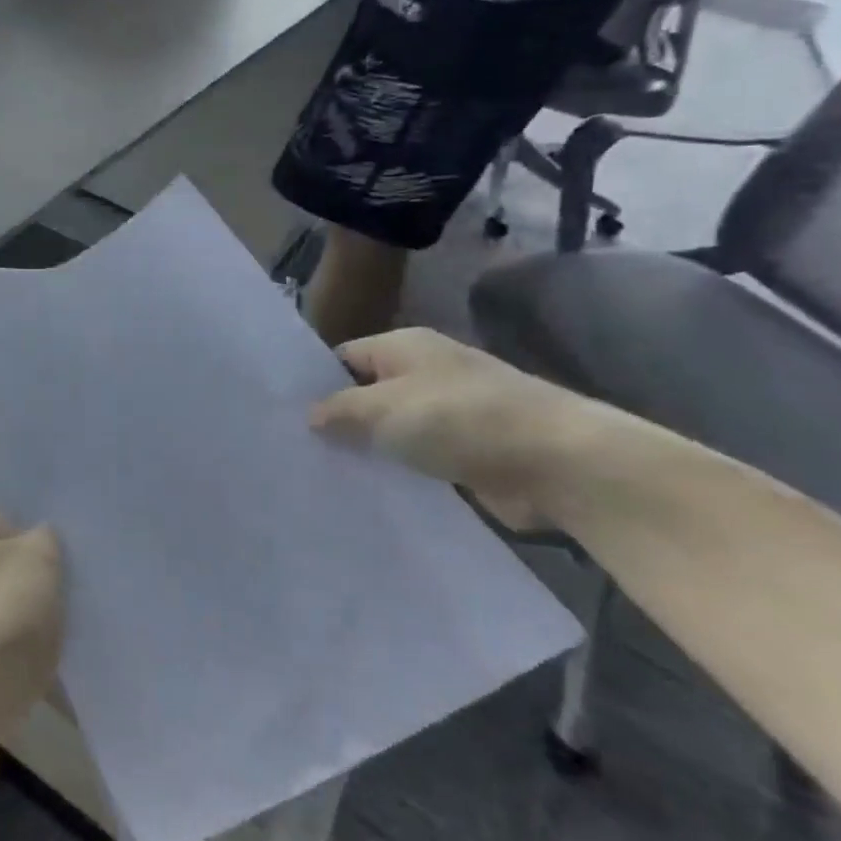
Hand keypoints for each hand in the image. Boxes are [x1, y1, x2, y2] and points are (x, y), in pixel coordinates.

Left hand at [0, 494, 62, 804]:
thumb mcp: (37, 561)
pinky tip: (64, 672)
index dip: (33, 513)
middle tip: (92, 579)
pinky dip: (27, 666)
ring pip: (8, 610)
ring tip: (87, 625)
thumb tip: (41, 540)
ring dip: (38, 622)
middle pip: (6, 559)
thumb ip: (47, 541)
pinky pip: (4, 656)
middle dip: (44, 571)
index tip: (73, 529)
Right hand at [310, 328, 620, 529]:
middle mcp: (426, 373)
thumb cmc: (459, 419)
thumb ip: (340, 410)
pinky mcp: (467, 452)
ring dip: (368, 451)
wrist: (557, 462)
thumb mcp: (383, 408)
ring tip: (321, 474)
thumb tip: (311, 415)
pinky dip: (398, 473)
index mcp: (405, 347)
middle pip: (367, 394)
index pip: (344, 357)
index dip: (315, 382)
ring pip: (392, 431)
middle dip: (338, 421)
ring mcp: (450, 414)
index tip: (282, 413)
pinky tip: (366, 493)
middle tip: (295, 449)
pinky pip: (418, 459)